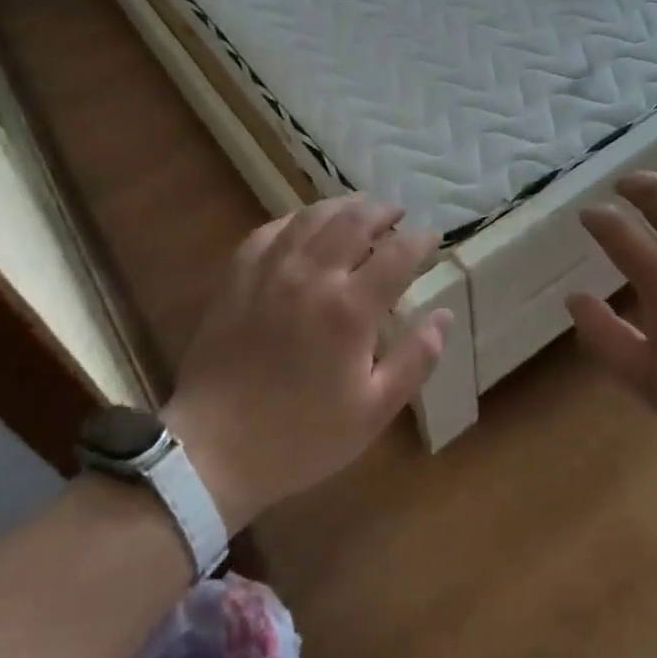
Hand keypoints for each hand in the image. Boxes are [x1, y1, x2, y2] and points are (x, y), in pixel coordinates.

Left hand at [162, 196, 450, 532]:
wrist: (213, 451)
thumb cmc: (301, 436)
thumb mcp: (373, 411)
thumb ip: (416, 360)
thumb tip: (443, 316)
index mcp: (349, 309)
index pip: (397, 254)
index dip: (420, 240)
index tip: (432, 238)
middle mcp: (312, 276)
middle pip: (355, 220)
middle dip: (383, 211)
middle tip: (398, 215)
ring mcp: (271, 271)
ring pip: (313, 216)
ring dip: (343, 206)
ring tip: (360, 209)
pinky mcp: (238, 276)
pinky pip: (271, 230)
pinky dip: (297, 220)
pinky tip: (306, 225)